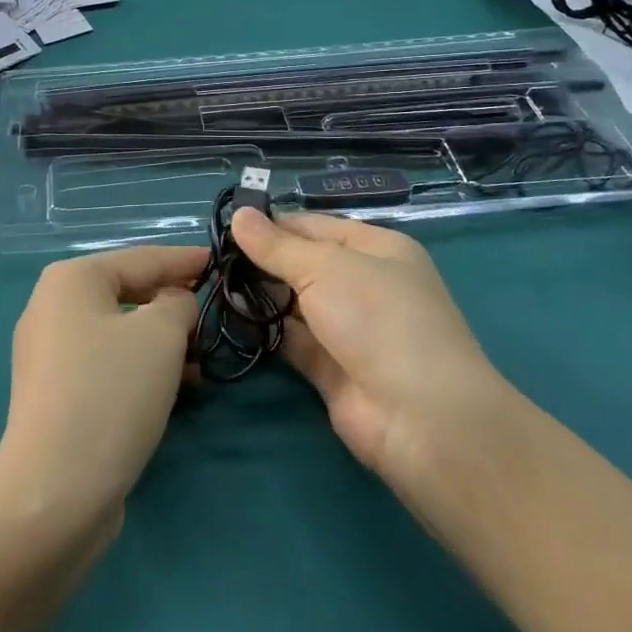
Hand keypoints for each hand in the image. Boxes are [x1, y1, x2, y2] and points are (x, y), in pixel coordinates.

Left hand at [0, 245, 207, 531]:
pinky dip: (141, 368)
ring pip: (121, 332)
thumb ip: (179, 303)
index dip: (186, 260)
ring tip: (202, 362)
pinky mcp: (56, 394)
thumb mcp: (161, 334)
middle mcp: (52, 307)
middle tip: (216, 317)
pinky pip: (108, 364)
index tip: (221, 262)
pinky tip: (175, 389)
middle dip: (175, 305)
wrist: (54, 493)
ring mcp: (49, 353)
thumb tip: (176, 303)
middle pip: (129, 293)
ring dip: (163, 343)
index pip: (143, 258)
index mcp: (71, 279)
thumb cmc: (111, 393)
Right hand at [230, 209, 505, 492]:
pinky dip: (265, 330)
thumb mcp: (325, 268)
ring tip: (211, 283)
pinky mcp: (331, 369)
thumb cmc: (378, 318)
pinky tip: (229, 317)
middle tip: (210, 258)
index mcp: (375, 248)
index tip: (224, 227)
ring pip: (294, 303)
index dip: (271, 224)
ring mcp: (348, 329)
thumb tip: (239, 214)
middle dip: (261, 261)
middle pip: (303, 264)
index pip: (313, 226)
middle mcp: (364, 284)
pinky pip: (292, 340)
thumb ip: (276, 246)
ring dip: (259, 295)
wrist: (421, 417)